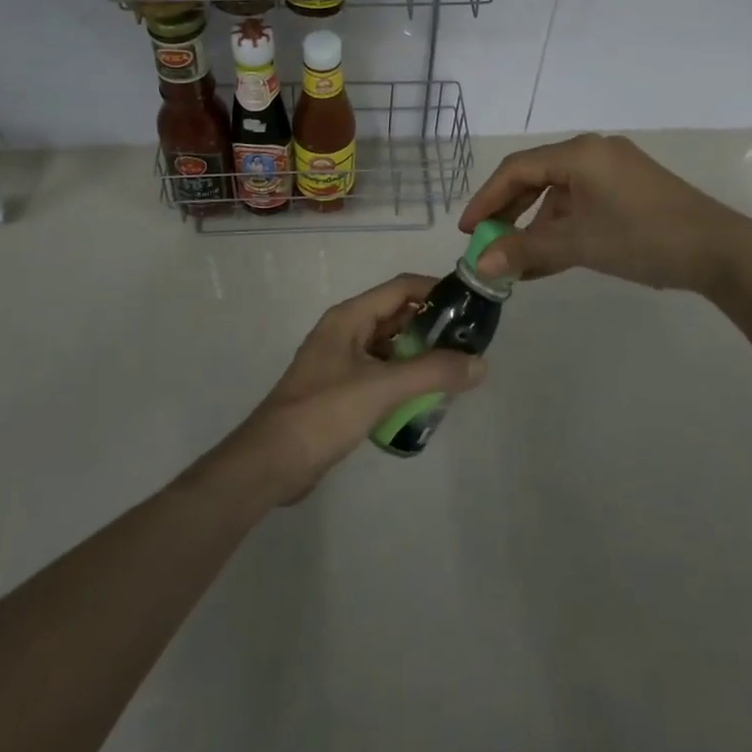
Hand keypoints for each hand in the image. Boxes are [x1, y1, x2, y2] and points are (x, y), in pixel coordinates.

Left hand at [208, 276, 487, 505]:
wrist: (270, 463)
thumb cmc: (324, 412)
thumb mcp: (382, 388)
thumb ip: (432, 373)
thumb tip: (480, 363)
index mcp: (349, 317)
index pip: (400, 288)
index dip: (436, 290)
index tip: (470, 304)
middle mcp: (345, 332)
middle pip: (396, 317)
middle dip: (432, 326)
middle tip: (469, 343)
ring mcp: (340, 362)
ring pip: (389, 347)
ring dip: (419, 355)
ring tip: (455, 371)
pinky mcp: (339, 391)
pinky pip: (380, 374)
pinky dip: (403, 379)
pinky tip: (425, 398)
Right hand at [461, 134, 751, 294]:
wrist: (721, 251)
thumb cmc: (644, 238)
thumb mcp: (579, 243)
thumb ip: (526, 250)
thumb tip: (480, 265)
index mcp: (579, 153)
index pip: (517, 169)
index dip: (487, 198)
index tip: (468, 230)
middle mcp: (594, 152)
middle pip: (537, 177)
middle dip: (509, 212)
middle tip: (488, 243)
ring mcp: (614, 170)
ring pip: (560, 194)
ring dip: (537, 225)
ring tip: (518, 261)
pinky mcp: (630, 190)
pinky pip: (583, 203)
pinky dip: (564, 227)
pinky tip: (550, 258)